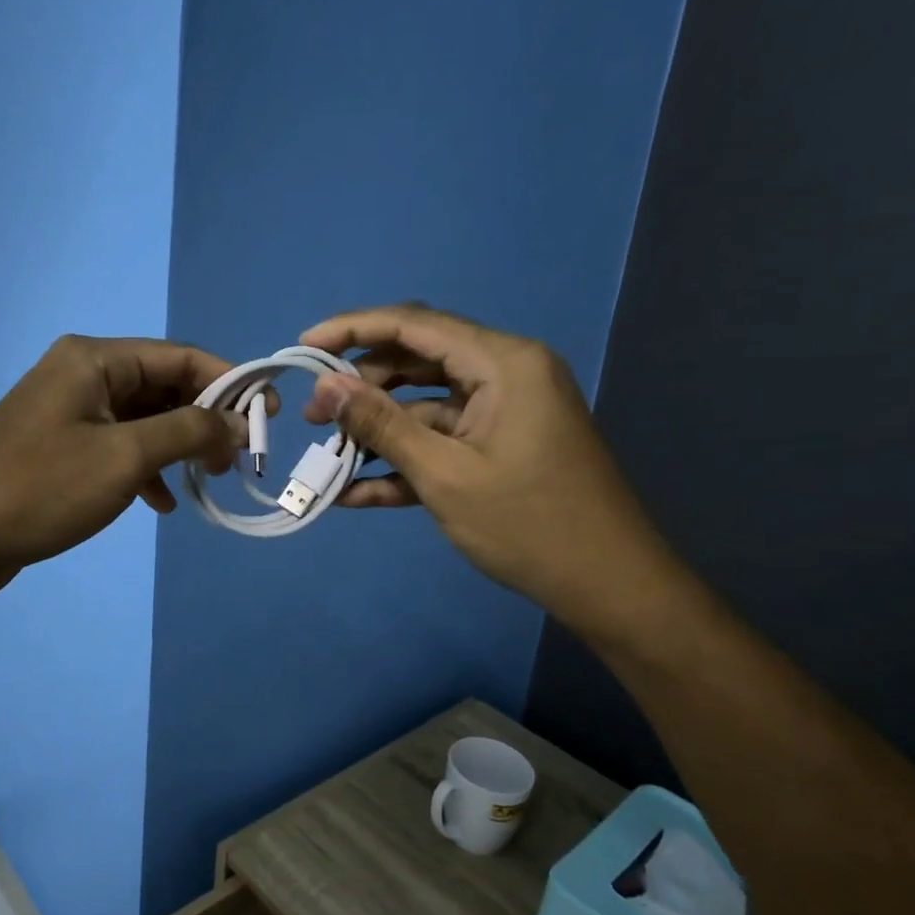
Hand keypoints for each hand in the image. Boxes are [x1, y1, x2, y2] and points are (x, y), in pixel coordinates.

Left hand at [0, 335, 253, 604]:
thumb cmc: (39, 489)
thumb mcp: (124, 457)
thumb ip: (189, 432)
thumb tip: (241, 423)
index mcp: (95, 360)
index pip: (181, 358)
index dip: (230, 384)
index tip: (270, 419)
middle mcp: (81, 376)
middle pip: (163, 386)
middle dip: (205, 420)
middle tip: (238, 459)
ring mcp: (67, 414)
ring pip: (142, 421)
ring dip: (179, 446)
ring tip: (209, 479)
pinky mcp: (57, 451)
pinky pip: (117, 448)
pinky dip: (146, 469)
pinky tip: (162, 502)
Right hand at [300, 303, 680, 637]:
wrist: (610, 589)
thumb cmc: (530, 526)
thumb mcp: (444, 474)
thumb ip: (381, 425)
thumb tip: (325, 386)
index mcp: (503, 363)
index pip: (415, 325)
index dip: (353, 328)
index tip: (303, 346)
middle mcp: (504, 374)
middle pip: (416, 361)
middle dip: (361, 386)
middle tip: (313, 416)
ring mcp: (502, 413)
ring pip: (423, 404)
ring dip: (377, 429)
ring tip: (326, 454)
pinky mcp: (498, 448)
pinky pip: (441, 440)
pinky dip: (403, 461)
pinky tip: (356, 491)